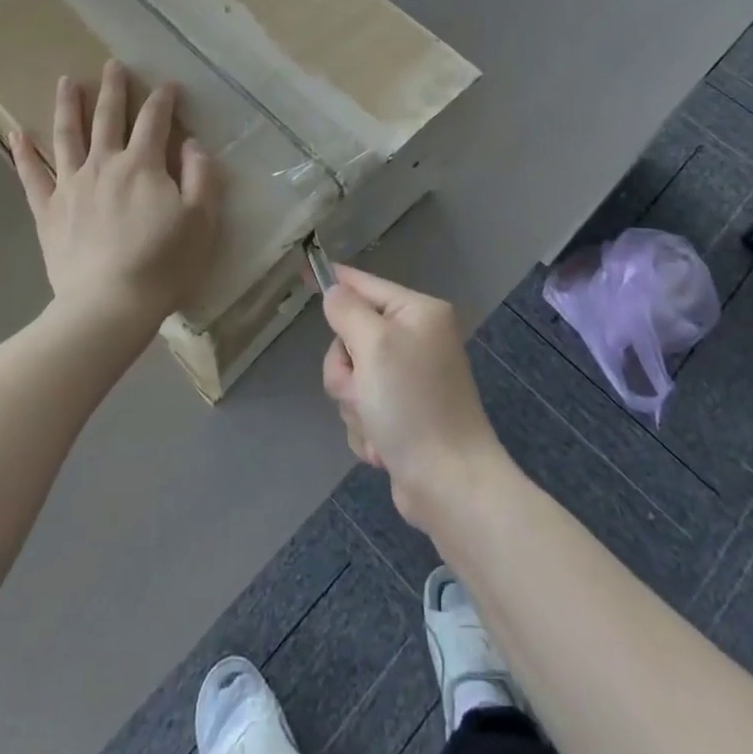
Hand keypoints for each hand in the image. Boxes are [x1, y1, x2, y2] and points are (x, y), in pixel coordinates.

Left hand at [11, 61, 217, 347]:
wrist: (109, 305)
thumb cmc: (163, 264)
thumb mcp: (201, 221)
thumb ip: (200, 177)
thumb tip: (192, 144)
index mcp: (143, 165)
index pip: (155, 120)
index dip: (163, 99)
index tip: (169, 85)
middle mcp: (104, 165)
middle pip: (108, 117)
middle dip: (113, 89)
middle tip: (112, 64)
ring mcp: (71, 186)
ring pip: (66, 136)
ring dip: (67, 106)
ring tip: (65, 82)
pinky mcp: (48, 211)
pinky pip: (31, 176)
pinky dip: (23, 153)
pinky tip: (16, 133)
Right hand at [321, 266, 507, 530]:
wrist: (449, 484)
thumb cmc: (413, 403)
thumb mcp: (374, 345)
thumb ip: (347, 311)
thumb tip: (335, 292)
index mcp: (418, 314)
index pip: (366, 285)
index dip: (334, 281)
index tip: (304, 269)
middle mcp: (416, 340)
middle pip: (351, 337)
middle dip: (346, 369)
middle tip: (363, 389)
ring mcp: (409, 380)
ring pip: (352, 377)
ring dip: (354, 403)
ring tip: (376, 424)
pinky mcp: (402, 415)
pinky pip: (362, 408)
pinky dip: (366, 427)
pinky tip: (383, 446)